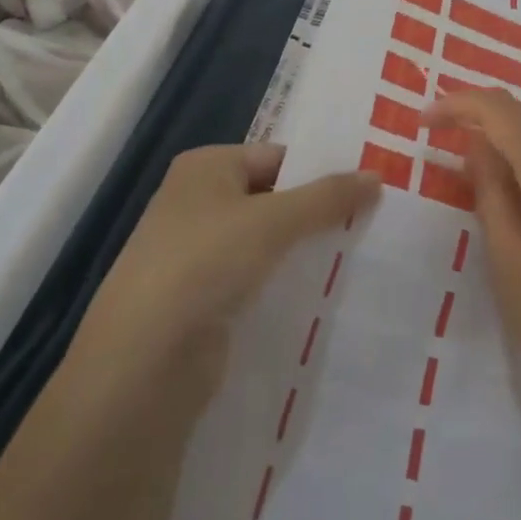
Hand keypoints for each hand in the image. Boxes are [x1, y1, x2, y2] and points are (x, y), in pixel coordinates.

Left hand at [68, 144, 379, 397]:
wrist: (143, 362)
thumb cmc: (204, 264)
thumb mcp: (273, 220)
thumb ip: (327, 197)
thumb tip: (377, 176)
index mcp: (205, 168)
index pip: (277, 157)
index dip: (321, 170)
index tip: (370, 187)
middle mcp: (197, 203)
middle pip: (273, 198)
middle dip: (318, 212)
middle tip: (375, 220)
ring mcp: (198, 255)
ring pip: (268, 244)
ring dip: (305, 251)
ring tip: (362, 256)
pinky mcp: (204, 302)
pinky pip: (257, 281)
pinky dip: (286, 285)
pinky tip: (326, 295)